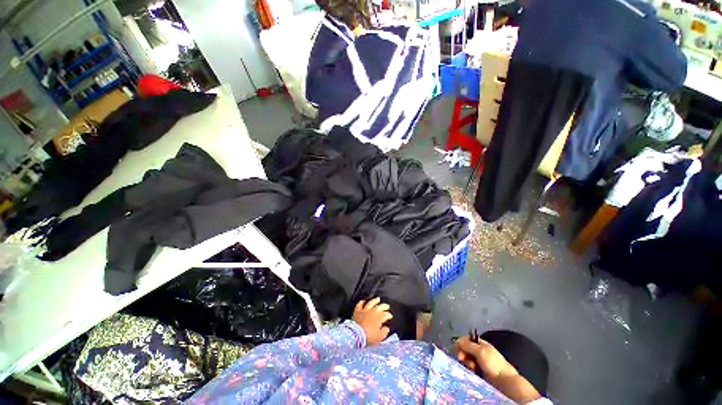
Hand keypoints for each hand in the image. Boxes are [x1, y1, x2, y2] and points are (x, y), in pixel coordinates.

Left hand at [352, 298, 392, 345]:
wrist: (355, 335)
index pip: (385, 314)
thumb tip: (386, 328)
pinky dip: (362, 302)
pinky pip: (360, 304)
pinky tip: (363, 301)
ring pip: (370, 303)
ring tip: (378, 299)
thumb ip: (384, 332)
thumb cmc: (368, 337)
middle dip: (384, 306)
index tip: (390, 316)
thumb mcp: (379, 337)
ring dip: (375, 300)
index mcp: (378, 318)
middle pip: (380, 307)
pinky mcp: (357, 311)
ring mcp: (364, 310)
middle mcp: (372, 312)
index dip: (388, 315)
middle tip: (387, 306)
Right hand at [454, 336, 516, 378]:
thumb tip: (457, 341)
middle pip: (465, 349)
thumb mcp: (480, 351)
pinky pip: (470, 367)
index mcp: (481, 344)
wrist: (504, 381)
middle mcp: (479, 351)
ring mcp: (479, 361)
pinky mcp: (479, 371)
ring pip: (467, 358)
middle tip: (461, 358)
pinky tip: (473, 371)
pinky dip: (469, 368)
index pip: (467, 339)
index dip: (461, 342)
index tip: (457, 347)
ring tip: (472, 367)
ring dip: (467, 362)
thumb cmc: (493, 363)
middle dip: (463, 353)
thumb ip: (468, 345)